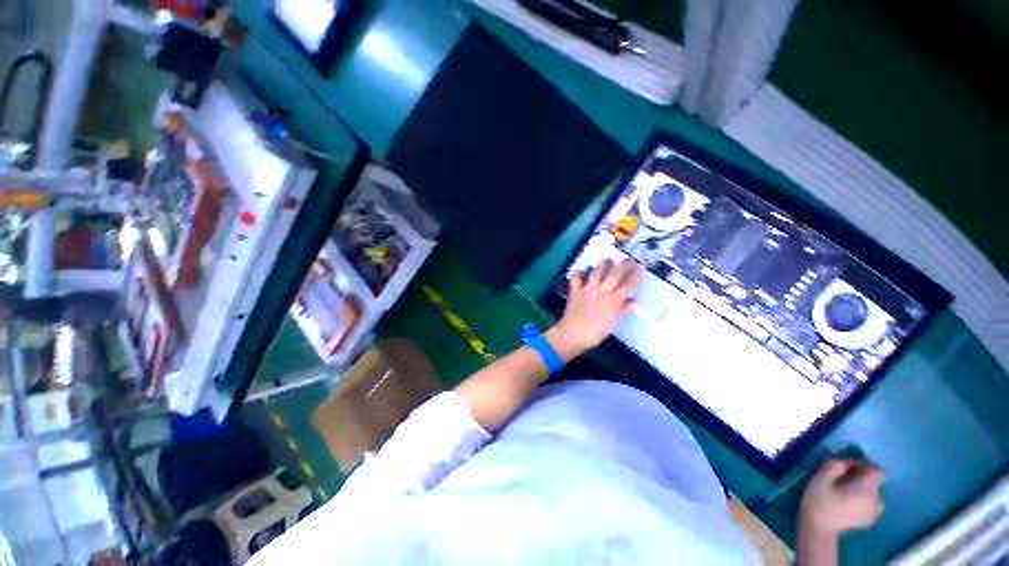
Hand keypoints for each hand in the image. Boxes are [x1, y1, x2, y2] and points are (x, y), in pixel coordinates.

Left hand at [549, 258, 643, 355]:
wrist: (573, 334)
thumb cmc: (595, 332)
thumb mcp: (613, 323)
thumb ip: (623, 310)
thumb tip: (635, 302)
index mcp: (613, 301)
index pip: (627, 286)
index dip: (636, 276)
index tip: (641, 267)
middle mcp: (601, 292)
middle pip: (614, 275)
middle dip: (622, 265)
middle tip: (627, 258)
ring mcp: (587, 290)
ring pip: (596, 273)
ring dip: (603, 265)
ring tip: (608, 260)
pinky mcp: (575, 291)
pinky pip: (576, 279)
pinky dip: (578, 273)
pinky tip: (581, 271)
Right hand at [800, 459, 886, 537]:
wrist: (819, 529)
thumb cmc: (819, 501)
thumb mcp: (820, 478)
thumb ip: (835, 466)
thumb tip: (845, 461)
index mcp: (866, 489)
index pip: (877, 471)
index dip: (865, 465)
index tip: (848, 466)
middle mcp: (876, 500)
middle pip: (874, 482)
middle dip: (860, 478)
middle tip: (841, 479)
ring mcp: (875, 513)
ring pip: (873, 494)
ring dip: (861, 489)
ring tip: (843, 492)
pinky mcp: (870, 520)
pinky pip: (870, 504)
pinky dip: (861, 500)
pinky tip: (846, 503)